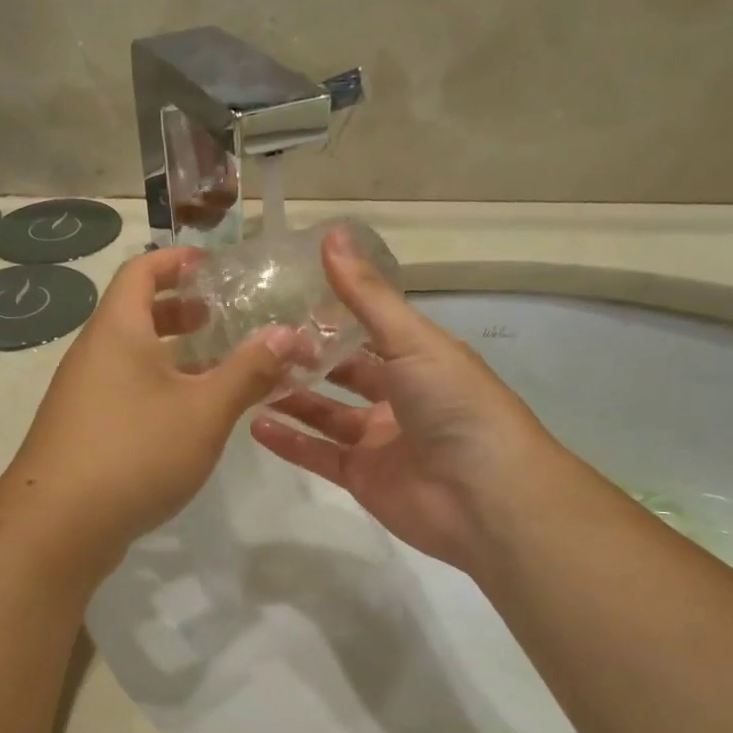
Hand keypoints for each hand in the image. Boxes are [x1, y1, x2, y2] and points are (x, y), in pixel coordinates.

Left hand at [0, 246, 297, 571]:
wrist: (58, 526)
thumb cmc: (135, 451)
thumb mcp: (204, 410)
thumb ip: (248, 371)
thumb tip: (288, 335)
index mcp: (117, 330)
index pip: (140, 271)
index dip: (176, 261)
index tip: (212, 266)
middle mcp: (93, 353)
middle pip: (135, 313)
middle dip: (181, 311)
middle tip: (224, 318)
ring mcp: (83, 394)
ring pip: (132, 357)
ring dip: (173, 355)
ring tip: (218, 367)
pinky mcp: (82, 430)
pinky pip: (125, 390)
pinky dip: (158, 388)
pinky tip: (189, 418)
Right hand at [250, 228, 550, 577]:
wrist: (484, 497)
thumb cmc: (454, 405)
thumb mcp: (412, 340)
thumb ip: (367, 296)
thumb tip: (331, 234)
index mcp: (419, 359)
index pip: (369, 331)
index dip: (332, 316)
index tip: (285, 297)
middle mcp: (399, 397)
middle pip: (344, 373)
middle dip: (306, 359)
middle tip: (257, 341)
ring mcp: (378, 440)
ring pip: (325, 414)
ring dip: (290, 399)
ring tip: (247, 379)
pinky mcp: (361, 478)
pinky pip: (318, 455)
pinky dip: (289, 442)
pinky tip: (254, 424)